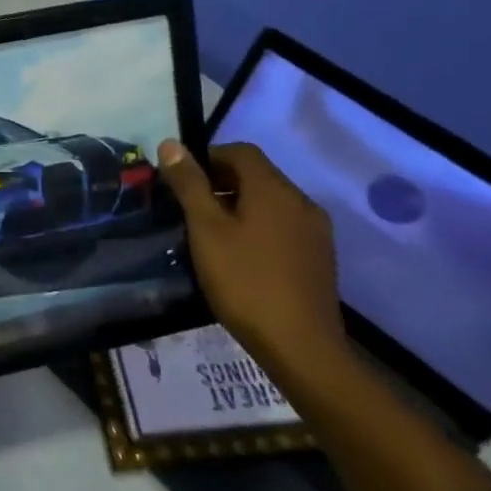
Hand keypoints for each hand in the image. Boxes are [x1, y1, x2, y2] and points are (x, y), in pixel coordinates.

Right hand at [156, 139, 346, 372]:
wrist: (301, 346)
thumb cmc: (245, 282)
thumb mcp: (206, 230)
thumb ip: (189, 184)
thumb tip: (171, 144)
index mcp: (274, 189)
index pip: (241, 151)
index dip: (208, 157)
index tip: (182, 180)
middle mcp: (300, 201)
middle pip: (258, 175)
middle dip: (222, 182)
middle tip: (190, 209)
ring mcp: (315, 231)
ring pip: (271, 202)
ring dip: (240, 206)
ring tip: (211, 234)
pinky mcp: (319, 257)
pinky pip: (283, 226)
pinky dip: (259, 228)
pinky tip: (241, 258)